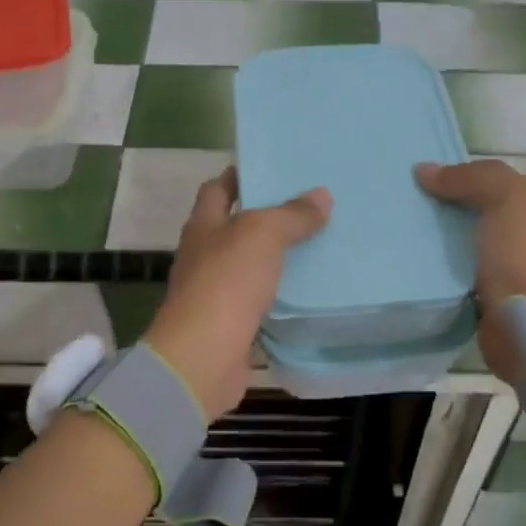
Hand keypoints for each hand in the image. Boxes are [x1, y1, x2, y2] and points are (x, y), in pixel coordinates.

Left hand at [144, 169, 331, 420]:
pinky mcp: (231, 323)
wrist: (204, 357)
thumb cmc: (226, 283)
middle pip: (236, 226)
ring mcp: (216, 291)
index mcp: (203, 226)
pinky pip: (261, 300)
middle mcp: (205, 255)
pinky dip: (281, 293)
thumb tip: (322, 195)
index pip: (217, 189)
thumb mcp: (262, 235)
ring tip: (320, 243)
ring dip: (278, 256)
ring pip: (251, 264)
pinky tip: (310, 288)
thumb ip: (292, 215)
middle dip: (268, 216)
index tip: (275, 168)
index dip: (240, 176)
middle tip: (311, 205)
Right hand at [415, 159, 525, 383]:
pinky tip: (407, 258)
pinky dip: (431, 261)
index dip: (453, 172)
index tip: (414, 175)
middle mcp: (514, 229)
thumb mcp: (504, 198)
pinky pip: (449, 266)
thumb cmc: (518, 254)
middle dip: (438, 202)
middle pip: (468, 206)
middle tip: (397, 200)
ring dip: (431, 233)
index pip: (483, 177)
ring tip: (395, 228)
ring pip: (456, 236)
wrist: (525, 322)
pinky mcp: (477, 288)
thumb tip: (423, 171)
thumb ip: (469, 177)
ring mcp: (496, 261)